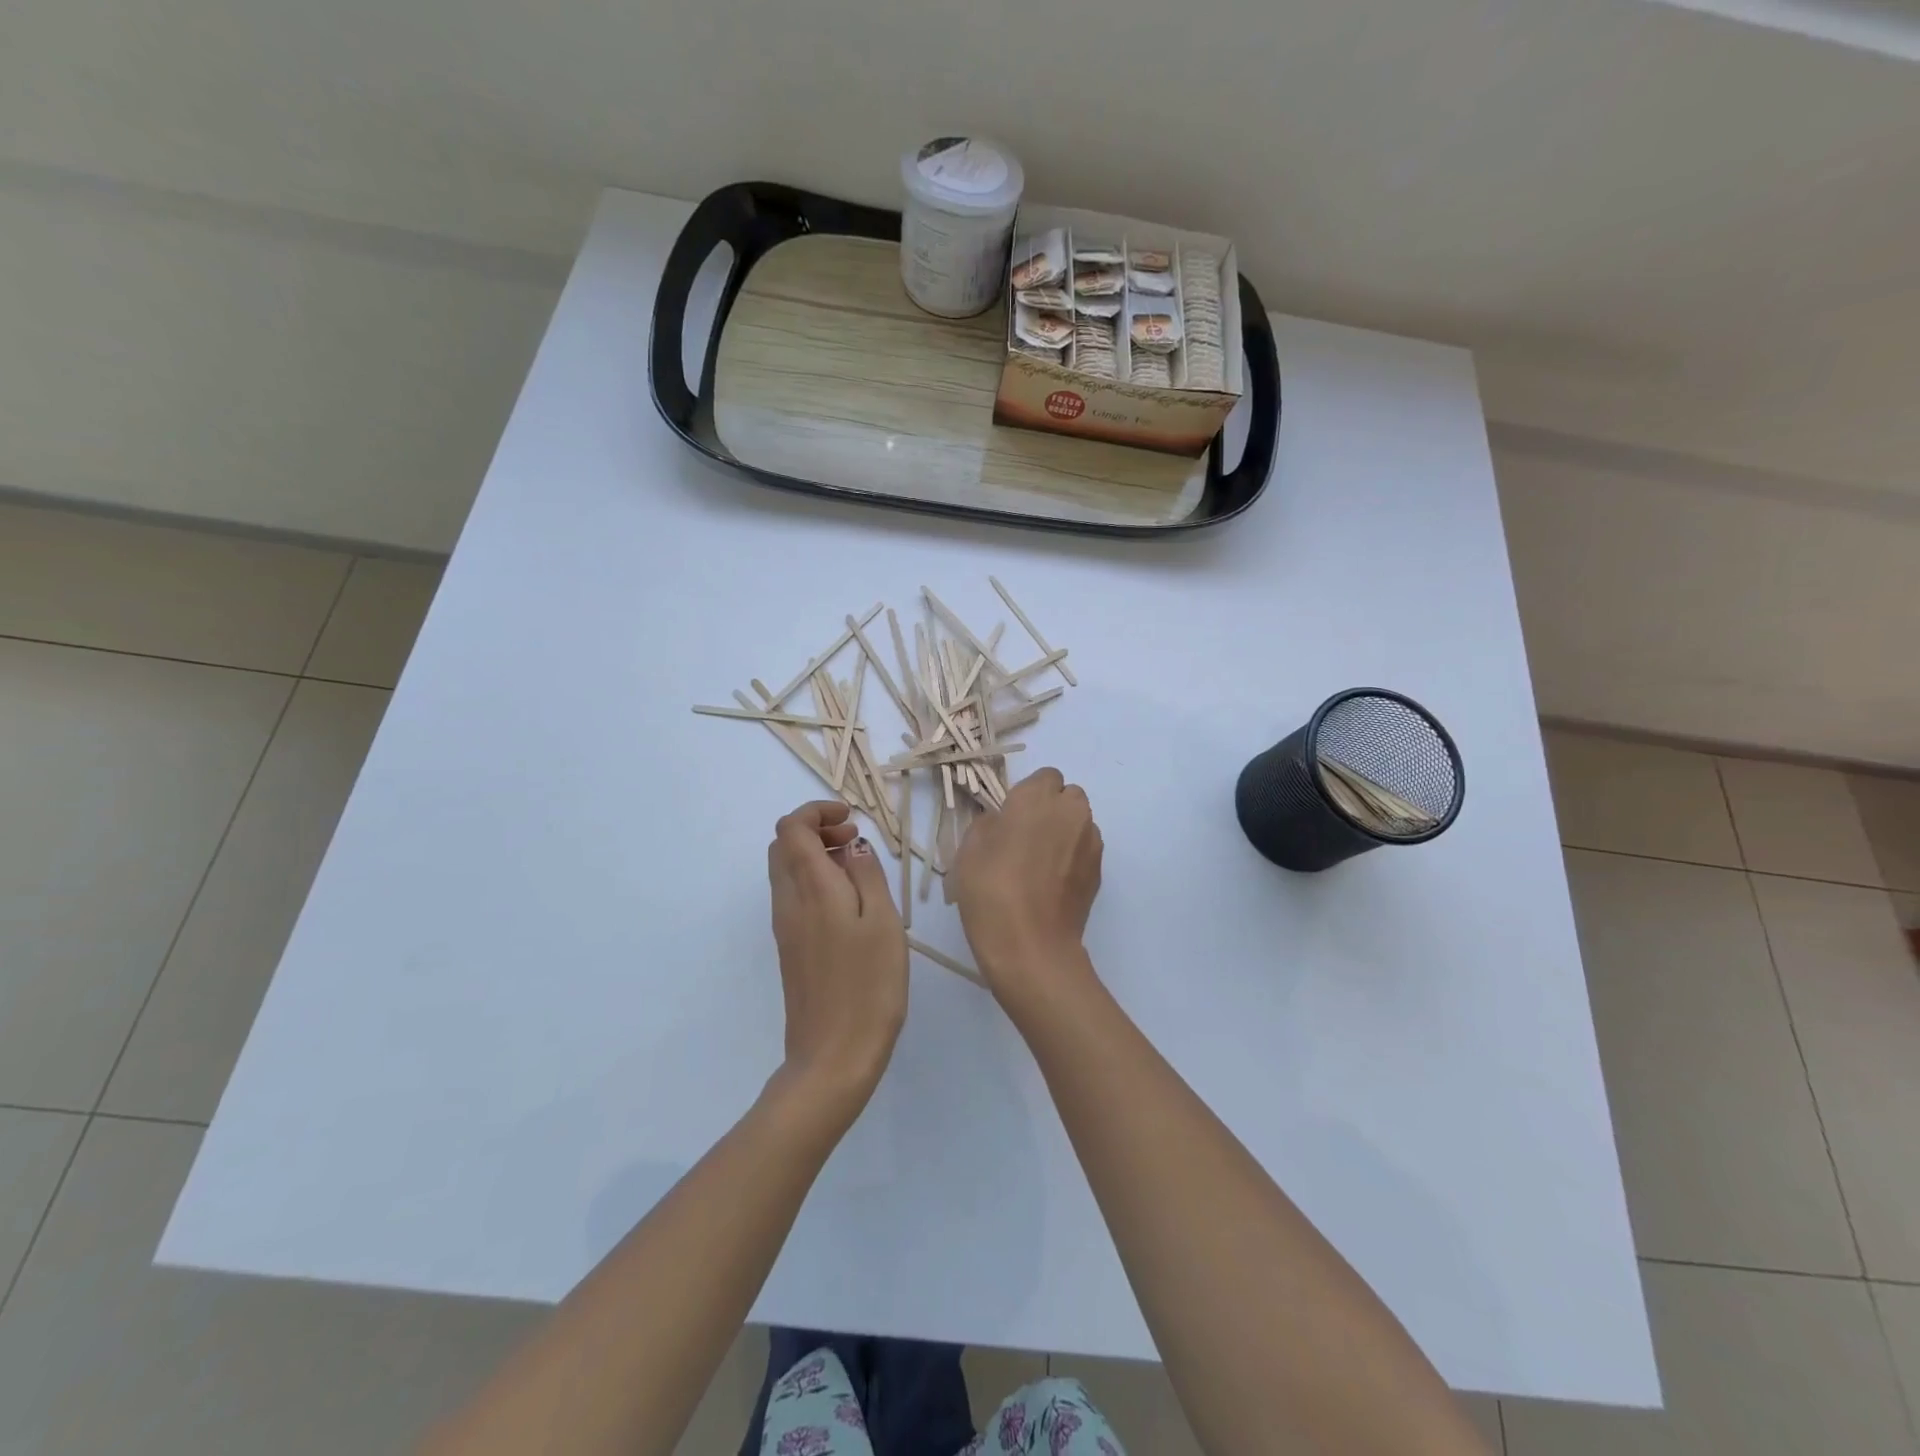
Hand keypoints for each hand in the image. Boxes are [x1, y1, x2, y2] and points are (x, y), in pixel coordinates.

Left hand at [767, 801, 907, 1112]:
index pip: (791, 828)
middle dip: (816, 829)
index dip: (816, 812)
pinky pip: (795, 896)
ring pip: (787, 871)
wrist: (833, 1055)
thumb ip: (867, 875)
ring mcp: (785, 927)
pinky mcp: (790, 948)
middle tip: (855, 840)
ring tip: (859, 869)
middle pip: (783, 846)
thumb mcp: (883, 922)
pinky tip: (850, 903)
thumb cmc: (869, 986)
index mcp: (811, 889)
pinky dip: (816, 881)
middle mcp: (789, 902)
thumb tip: (852, 846)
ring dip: (817, 856)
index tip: (851, 820)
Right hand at [949, 768, 1102, 1007]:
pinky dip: (1073, 858)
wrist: (1031, 945)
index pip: (1044, 777)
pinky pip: (1086, 850)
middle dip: (1052, 809)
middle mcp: (1071, 811)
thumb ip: (989, 823)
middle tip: (1026, 837)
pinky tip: (1052, 884)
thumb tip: (1003, 822)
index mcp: (1037, 798)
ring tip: (1040, 864)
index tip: (1010, 818)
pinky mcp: (1099, 871)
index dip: (1028, 795)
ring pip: (1080, 823)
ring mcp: (1091, 842)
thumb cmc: (991, 890)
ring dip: (1065, 832)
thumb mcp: (969, 849)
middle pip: (1068, 796)